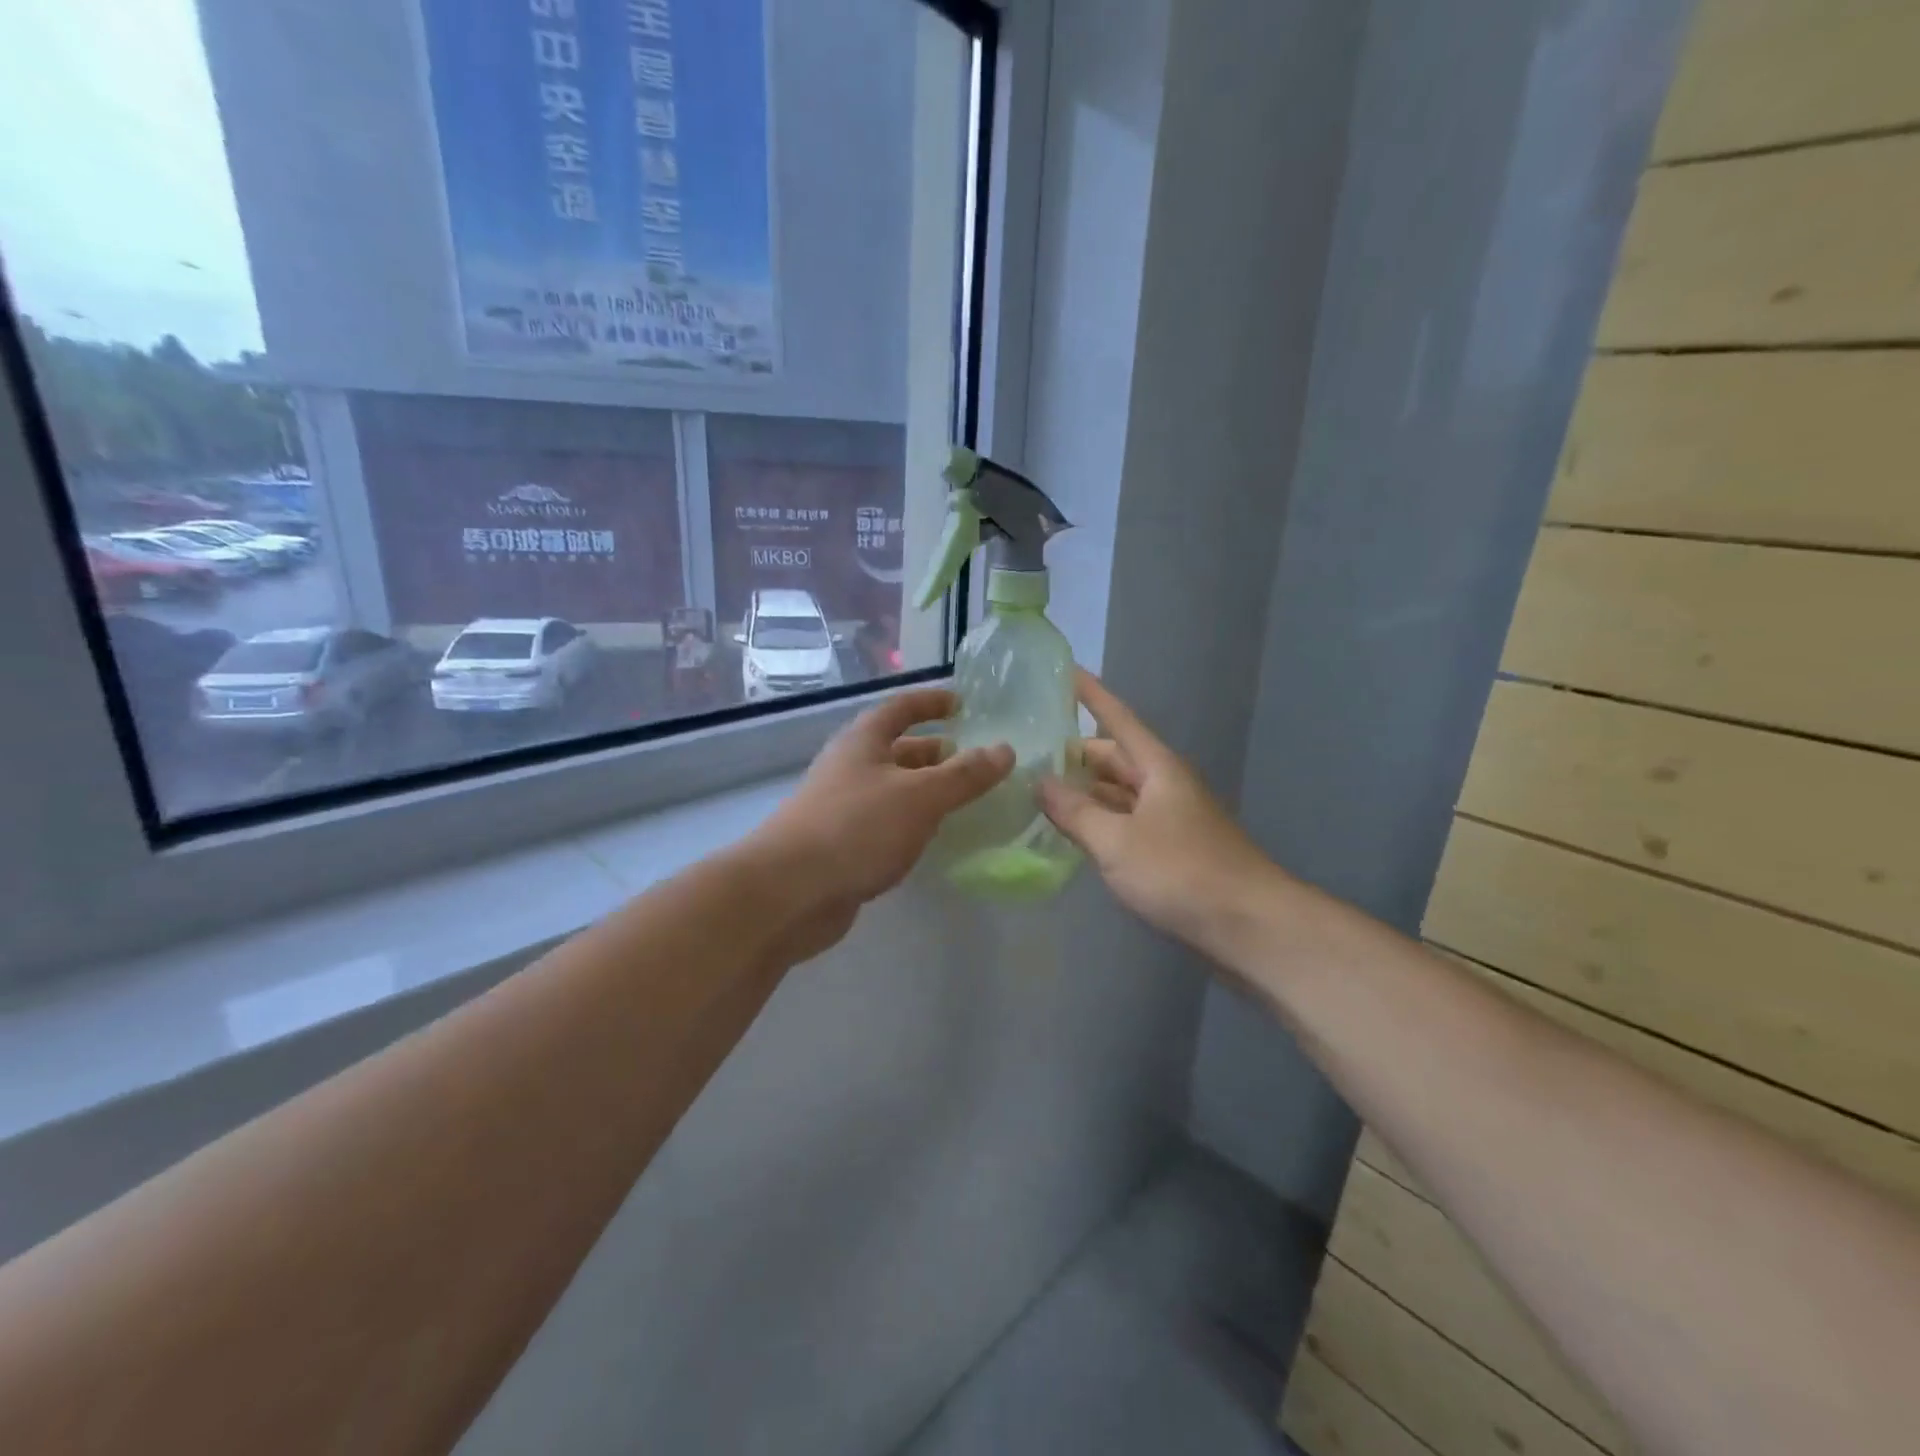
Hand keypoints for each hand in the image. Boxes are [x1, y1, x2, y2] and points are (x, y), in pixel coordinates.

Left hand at [755, 688, 1013, 923]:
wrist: (789, 891)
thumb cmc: (856, 828)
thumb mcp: (920, 796)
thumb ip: (964, 775)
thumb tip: (1005, 749)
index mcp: (863, 741)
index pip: (901, 707)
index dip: (931, 702)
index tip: (962, 704)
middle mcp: (850, 767)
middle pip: (897, 749)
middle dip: (935, 752)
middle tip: (974, 760)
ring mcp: (842, 807)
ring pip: (893, 789)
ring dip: (926, 790)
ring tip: (964, 800)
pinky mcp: (842, 845)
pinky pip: (886, 822)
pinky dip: (912, 822)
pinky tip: (933, 838)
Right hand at [1038, 670, 1276, 950]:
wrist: (1248, 925)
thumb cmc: (1181, 872)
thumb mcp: (1117, 841)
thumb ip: (1075, 812)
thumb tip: (1040, 783)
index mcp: (1157, 768)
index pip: (1117, 719)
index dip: (1090, 695)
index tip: (1064, 671)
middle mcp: (1164, 785)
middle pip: (1114, 758)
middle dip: (1075, 753)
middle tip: (1028, 751)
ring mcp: (1169, 819)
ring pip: (1118, 793)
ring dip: (1084, 791)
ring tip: (1037, 789)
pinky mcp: (1171, 850)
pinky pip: (1125, 823)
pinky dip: (1099, 822)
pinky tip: (1071, 831)